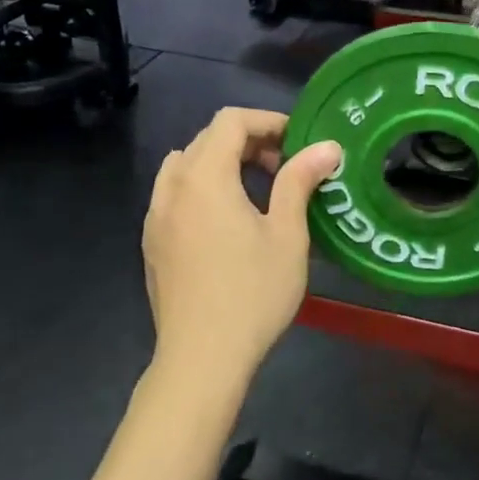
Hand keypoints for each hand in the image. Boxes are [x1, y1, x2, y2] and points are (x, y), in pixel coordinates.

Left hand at [142, 108, 341, 384]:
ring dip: (221, 163)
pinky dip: (202, 188)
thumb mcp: (286, 235)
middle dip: (248, 142)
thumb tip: (327, 147)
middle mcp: (172, 188)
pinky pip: (174, 194)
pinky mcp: (151, 242)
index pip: (230, 122)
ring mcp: (155, 216)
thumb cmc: (252, 293)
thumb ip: (299, 181)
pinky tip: (227, 223)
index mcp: (204, 178)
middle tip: (285, 167)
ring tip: (255, 190)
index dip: (267, 121)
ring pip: (186, 165)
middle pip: (206, 140)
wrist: (202, 358)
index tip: (298, 142)